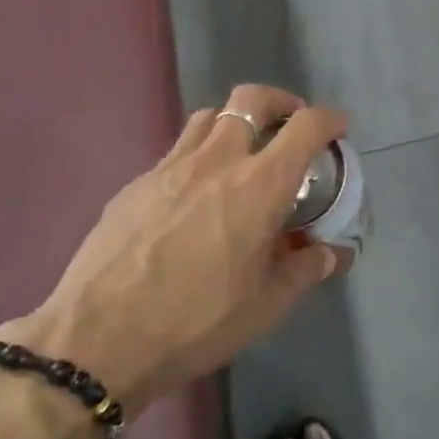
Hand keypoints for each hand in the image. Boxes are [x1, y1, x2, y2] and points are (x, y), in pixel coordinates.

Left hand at [1, 85, 348, 413]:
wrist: (99, 339)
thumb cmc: (198, 321)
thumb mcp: (268, 304)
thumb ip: (307, 268)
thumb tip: (334, 252)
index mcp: (260, 185)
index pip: (306, 127)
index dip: (329, 120)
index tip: (338, 129)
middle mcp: (217, 160)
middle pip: (251, 99)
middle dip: (280, 102)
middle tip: (289, 125)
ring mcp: (170, 167)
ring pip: (208, 116)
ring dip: (235, 121)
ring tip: (242, 152)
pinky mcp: (135, 184)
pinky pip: (176, 150)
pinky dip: (198, 155)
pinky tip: (194, 195)